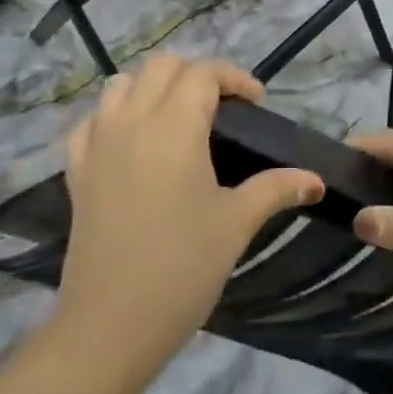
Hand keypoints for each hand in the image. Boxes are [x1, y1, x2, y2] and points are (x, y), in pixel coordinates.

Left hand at [56, 56, 323, 369]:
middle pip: (162, 66)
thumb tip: (315, 179)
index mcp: (174, 125)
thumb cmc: (181, 269)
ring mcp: (98, 142)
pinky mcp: (77, 170)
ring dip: (151, 88)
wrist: (109, 327)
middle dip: (195, 75)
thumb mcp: (236, 224)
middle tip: (220, 109)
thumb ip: (276, 189)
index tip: (256, 103)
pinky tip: (129, 143)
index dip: (234, 77)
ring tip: (176, 119)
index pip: (203, 73)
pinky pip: (91, 122)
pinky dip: (113, 117)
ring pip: (121, 84)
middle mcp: (133, 120)